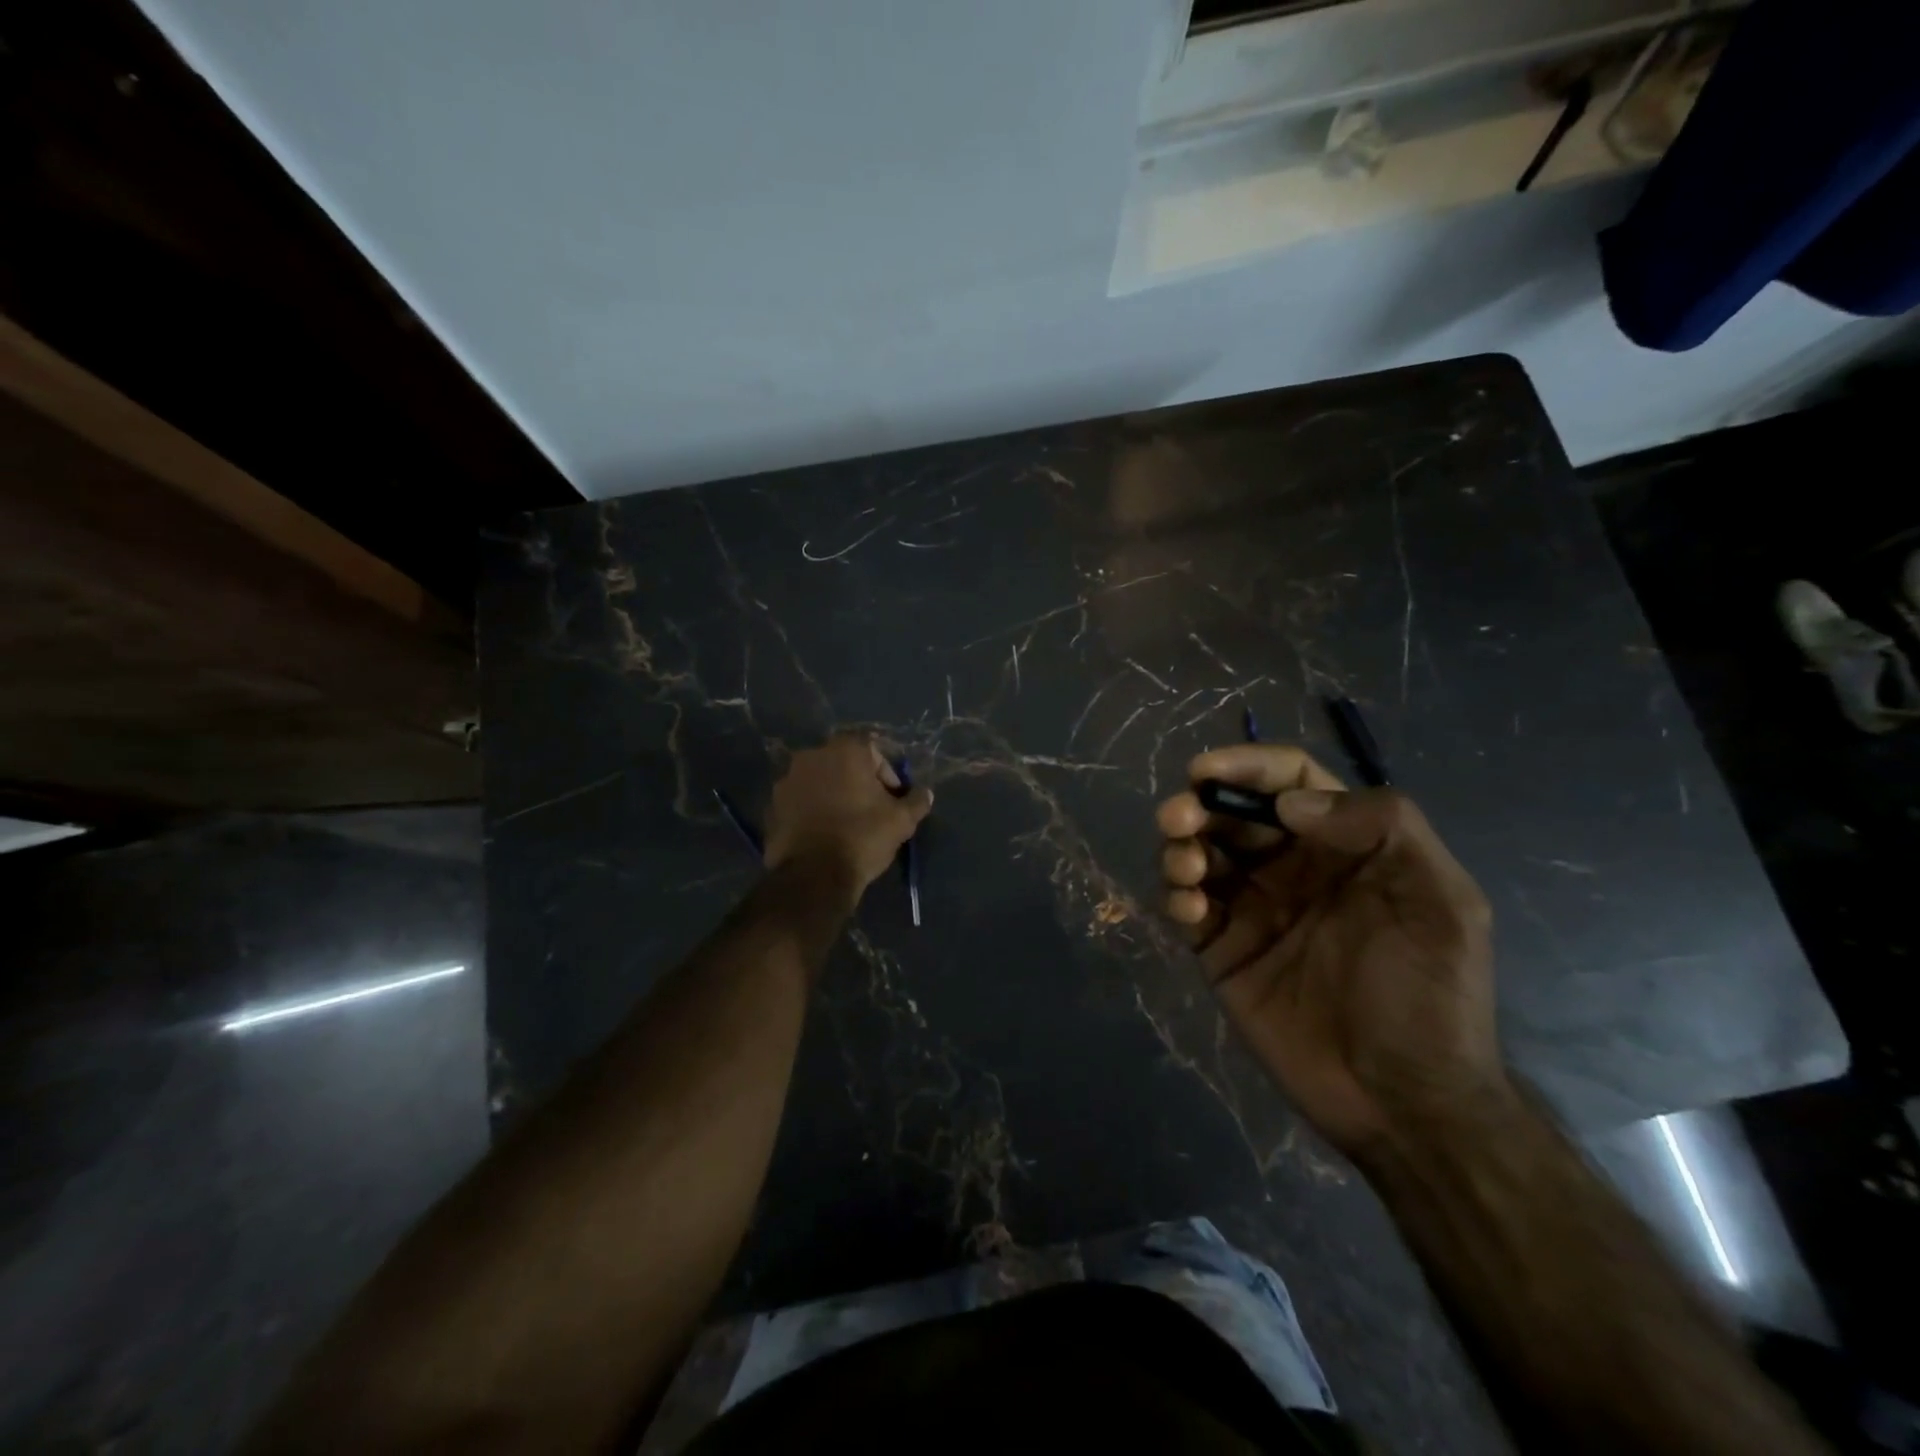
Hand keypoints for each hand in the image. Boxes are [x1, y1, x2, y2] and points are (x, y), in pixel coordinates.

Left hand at [764, 734, 931, 904]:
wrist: (813, 876)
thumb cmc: (862, 837)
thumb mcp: (901, 821)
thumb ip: (916, 801)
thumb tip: (926, 794)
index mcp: (844, 750)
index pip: (872, 749)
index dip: (886, 773)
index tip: (891, 799)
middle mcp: (811, 756)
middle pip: (842, 763)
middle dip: (858, 782)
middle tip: (871, 810)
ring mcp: (786, 781)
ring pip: (818, 781)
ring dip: (832, 795)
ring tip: (845, 824)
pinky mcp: (771, 806)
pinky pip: (800, 802)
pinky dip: (811, 811)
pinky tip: (824, 835)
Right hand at [1157, 744, 1504, 1156]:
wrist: (1404, 1102)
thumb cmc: (1429, 996)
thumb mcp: (1441, 901)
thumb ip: (1384, 828)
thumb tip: (1290, 805)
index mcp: (1344, 845)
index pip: (1288, 782)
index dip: (1247, 765)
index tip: (1206, 772)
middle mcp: (1292, 867)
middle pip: (1231, 812)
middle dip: (1198, 804)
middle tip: (1178, 818)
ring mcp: (1252, 909)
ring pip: (1200, 853)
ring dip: (1179, 846)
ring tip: (1185, 867)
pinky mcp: (1222, 950)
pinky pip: (1187, 907)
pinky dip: (1177, 895)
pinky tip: (1189, 909)